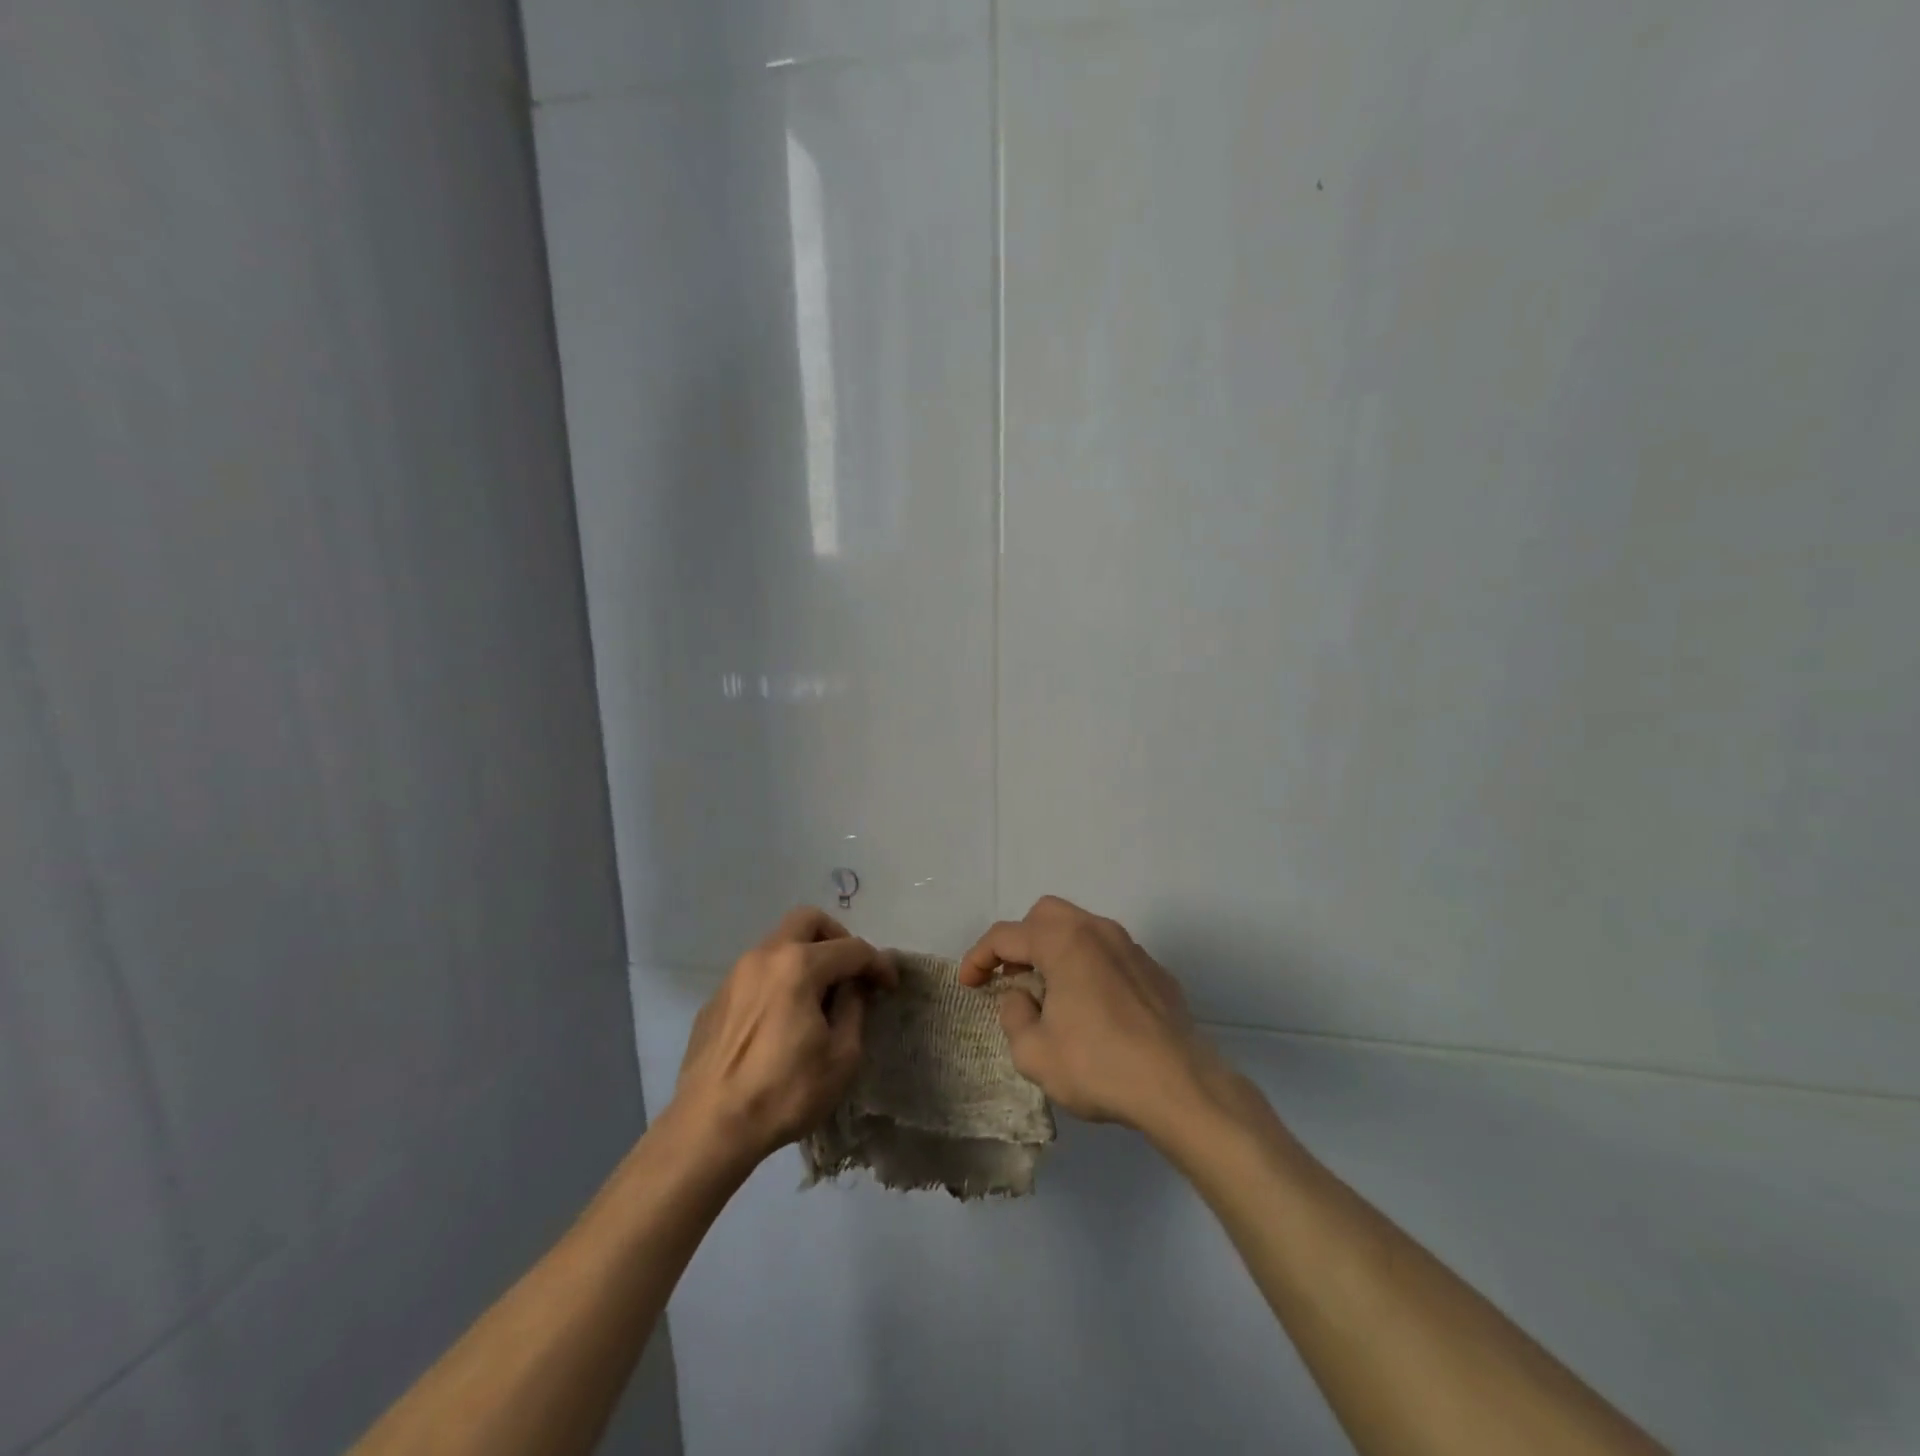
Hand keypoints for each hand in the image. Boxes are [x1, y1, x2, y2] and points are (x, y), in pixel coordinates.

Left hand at [672, 907, 895, 1167]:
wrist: (709, 1127)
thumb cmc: (785, 1092)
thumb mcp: (841, 1057)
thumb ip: (854, 1009)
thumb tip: (853, 987)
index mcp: (799, 965)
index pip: (852, 948)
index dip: (878, 964)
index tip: (890, 985)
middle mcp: (765, 956)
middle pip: (807, 921)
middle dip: (836, 938)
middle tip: (850, 971)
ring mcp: (735, 975)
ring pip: (778, 943)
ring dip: (804, 957)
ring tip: (817, 997)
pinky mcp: (716, 999)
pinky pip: (756, 973)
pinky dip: (778, 980)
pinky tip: (781, 1019)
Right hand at [958, 895, 1232, 1136]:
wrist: (1180, 1086)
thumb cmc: (1099, 1065)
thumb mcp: (1034, 1053)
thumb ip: (1014, 1016)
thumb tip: (1021, 998)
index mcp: (1064, 941)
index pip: (1006, 935)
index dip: (978, 957)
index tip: (968, 984)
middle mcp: (1098, 931)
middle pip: (1046, 915)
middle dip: (1020, 940)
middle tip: (1010, 976)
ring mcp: (1132, 948)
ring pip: (1081, 929)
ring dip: (1055, 951)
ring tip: (1048, 992)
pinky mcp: (1155, 972)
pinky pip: (1109, 954)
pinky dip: (1088, 967)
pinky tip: (1091, 1008)